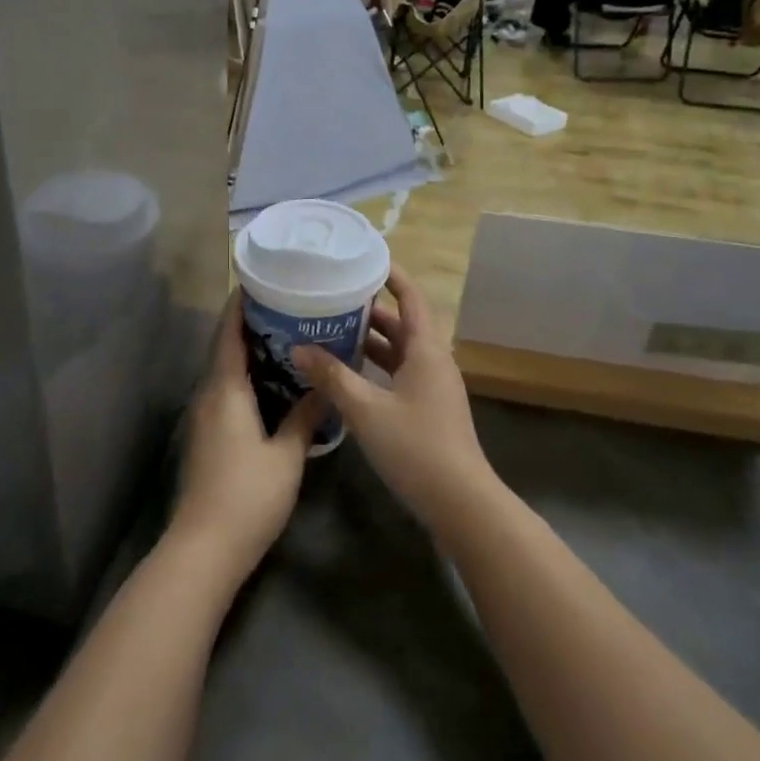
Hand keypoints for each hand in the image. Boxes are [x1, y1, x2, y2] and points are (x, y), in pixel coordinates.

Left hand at [170, 292, 324, 585]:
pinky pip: (227, 391)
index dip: (240, 305)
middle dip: (250, 324)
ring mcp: (205, 417)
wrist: (205, 548)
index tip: (258, 280)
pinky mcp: (208, 436)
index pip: (229, 334)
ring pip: (226, 371)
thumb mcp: (286, 455)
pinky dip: (247, 376)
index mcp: (226, 390)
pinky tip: (274, 383)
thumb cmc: (248, 495)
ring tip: (285, 336)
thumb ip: (305, 417)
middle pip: (225, 348)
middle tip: (285, 304)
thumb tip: (324, 386)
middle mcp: (210, 395)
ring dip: (249, 351)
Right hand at [291, 265, 498, 535]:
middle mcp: (433, 361)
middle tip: (333, 297)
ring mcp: (432, 387)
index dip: (392, 275)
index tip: (365, 258)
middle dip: (370, 309)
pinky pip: (399, 374)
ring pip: (399, 351)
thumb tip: (299, 348)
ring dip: (371, 340)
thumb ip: (332, 377)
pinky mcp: (428, 409)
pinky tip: (348, 374)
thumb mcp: (366, 410)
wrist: (460, 502)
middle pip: (402, 324)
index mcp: (426, 350)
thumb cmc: (416, 447)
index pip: (411, 298)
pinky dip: (375, 367)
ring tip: (332, 329)